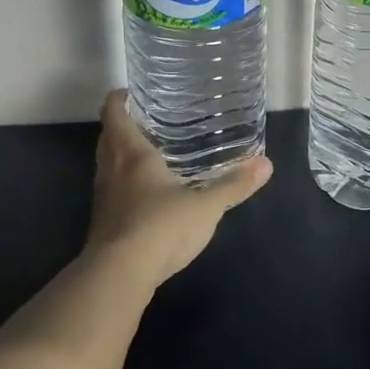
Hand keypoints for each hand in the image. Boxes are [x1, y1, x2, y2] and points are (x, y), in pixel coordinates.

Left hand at [85, 90, 272, 292]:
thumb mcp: (205, 205)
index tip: (134, 93)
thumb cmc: (160, 226)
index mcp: (131, 153)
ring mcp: (103, 198)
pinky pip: (113, 192)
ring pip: (107, 165)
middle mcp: (111, 170)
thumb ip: (234, 185)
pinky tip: (149, 195)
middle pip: (108, 137)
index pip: (114, 113)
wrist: (119, 275)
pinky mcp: (104, 223)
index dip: (119, 99)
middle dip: (123, 126)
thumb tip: (266, 164)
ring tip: (152, 153)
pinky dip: (125, 185)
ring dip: (122, 156)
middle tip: (150, 120)